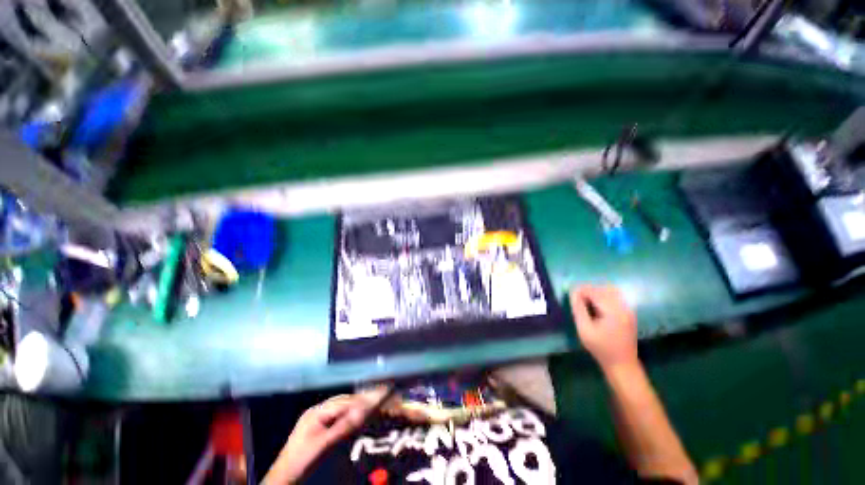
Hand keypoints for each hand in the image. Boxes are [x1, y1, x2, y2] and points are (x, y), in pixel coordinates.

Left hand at [264, 389, 386, 483]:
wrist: (284, 477)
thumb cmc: (302, 460)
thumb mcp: (323, 444)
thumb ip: (342, 427)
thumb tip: (361, 413)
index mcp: (316, 412)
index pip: (343, 402)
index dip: (360, 401)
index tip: (375, 400)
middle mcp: (316, 411)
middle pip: (342, 402)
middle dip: (358, 401)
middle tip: (376, 400)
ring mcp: (316, 418)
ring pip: (340, 407)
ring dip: (354, 407)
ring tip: (369, 406)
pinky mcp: (318, 427)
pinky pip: (337, 416)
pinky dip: (348, 415)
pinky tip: (355, 417)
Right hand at [569, 285, 638, 371]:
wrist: (622, 364)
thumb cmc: (600, 348)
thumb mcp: (584, 329)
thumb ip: (578, 309)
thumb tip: (573, 293)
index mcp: (613, 311)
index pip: (595, 292)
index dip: (581, 290)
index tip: (570, 293)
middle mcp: (623, 307)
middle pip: (603, 289)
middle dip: (588, 290)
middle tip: (576, 297)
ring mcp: (628, 310)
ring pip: (610, 291)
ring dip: (596, 292)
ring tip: (585, 300)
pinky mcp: (628, 313)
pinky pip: (615, 297)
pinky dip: (603, 296)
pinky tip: (596, 305)